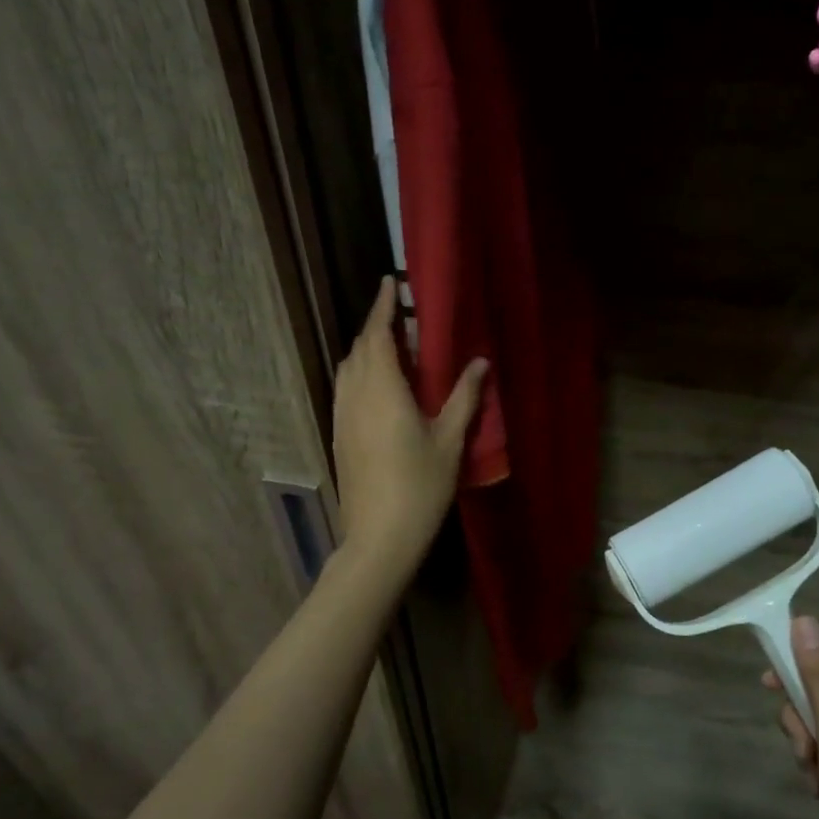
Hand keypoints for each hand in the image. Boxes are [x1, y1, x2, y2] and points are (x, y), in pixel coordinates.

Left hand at [331, 277, 487, 570]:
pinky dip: (359, 373)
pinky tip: (378, 386)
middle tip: (402, 318)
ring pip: (348, 369)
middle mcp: (355, 396)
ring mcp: (342, 416)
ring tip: (391, 348)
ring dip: (366, 350)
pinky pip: (345, 389)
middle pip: (359, 349)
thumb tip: (480, 362)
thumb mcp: (449, 441)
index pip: (377, 335)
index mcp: (383, 390)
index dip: (383, 306)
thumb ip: (464, 398)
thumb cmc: (420, 487)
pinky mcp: (339, 435)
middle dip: (376, 327)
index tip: (390, 282)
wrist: (379, 536)